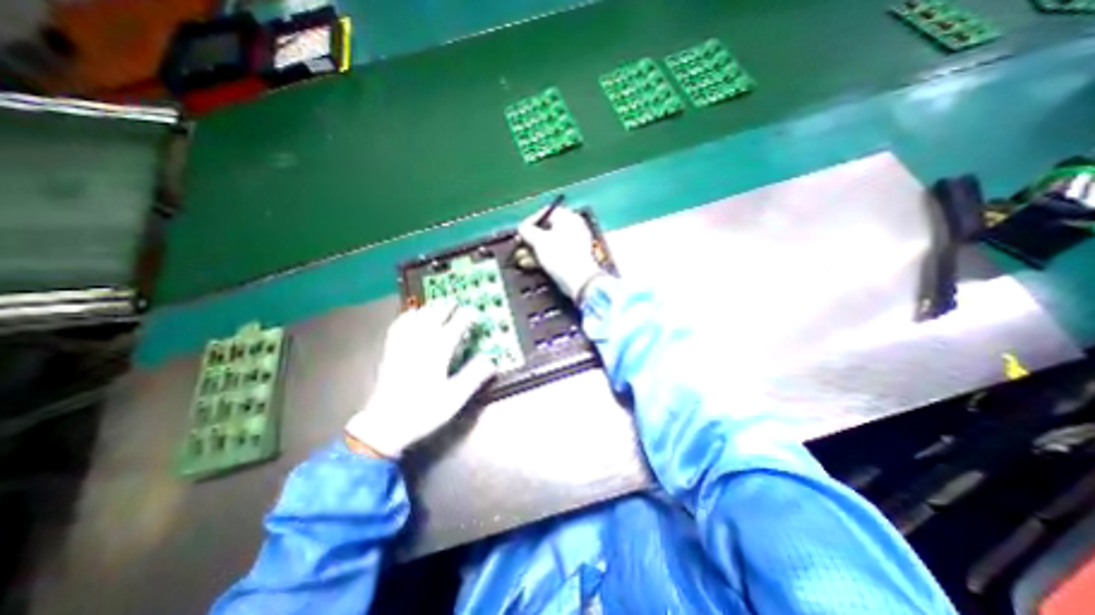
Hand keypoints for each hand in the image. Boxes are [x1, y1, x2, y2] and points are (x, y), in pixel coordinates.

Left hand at [346, 300, 496, 457]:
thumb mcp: (455, 398)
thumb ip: (474, 377)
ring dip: (429, 308)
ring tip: (437, 304)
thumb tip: (492, 361)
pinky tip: (410, 315)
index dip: (466, 316)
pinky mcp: (391, 351)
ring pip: (417, 318)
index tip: (474, 313)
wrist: (385, 424)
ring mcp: (403, 345)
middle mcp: (420, 342)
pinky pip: (399, 326)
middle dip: (447, 306)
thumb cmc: (424, 411)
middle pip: (435, 315)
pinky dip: (407, 316)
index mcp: (438, 351)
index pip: (456, 325)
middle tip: (456, 302)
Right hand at [518, 208, 601, 299]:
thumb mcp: (539, 241)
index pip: (547, 212)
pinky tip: (529, 265)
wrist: (580, 280)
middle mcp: (574, 228)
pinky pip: (556, 254)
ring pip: (550, 244)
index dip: (531, 221)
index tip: (520, 231)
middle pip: (547, 229)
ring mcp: (575, 244)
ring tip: (520, 259)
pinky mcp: (574, 259)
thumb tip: (522, 228)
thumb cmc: (559, 255)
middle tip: (519, 246)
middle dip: (530, 239)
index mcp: (568, 218)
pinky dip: (543, 258)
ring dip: (534, 251)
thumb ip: (527, 231)